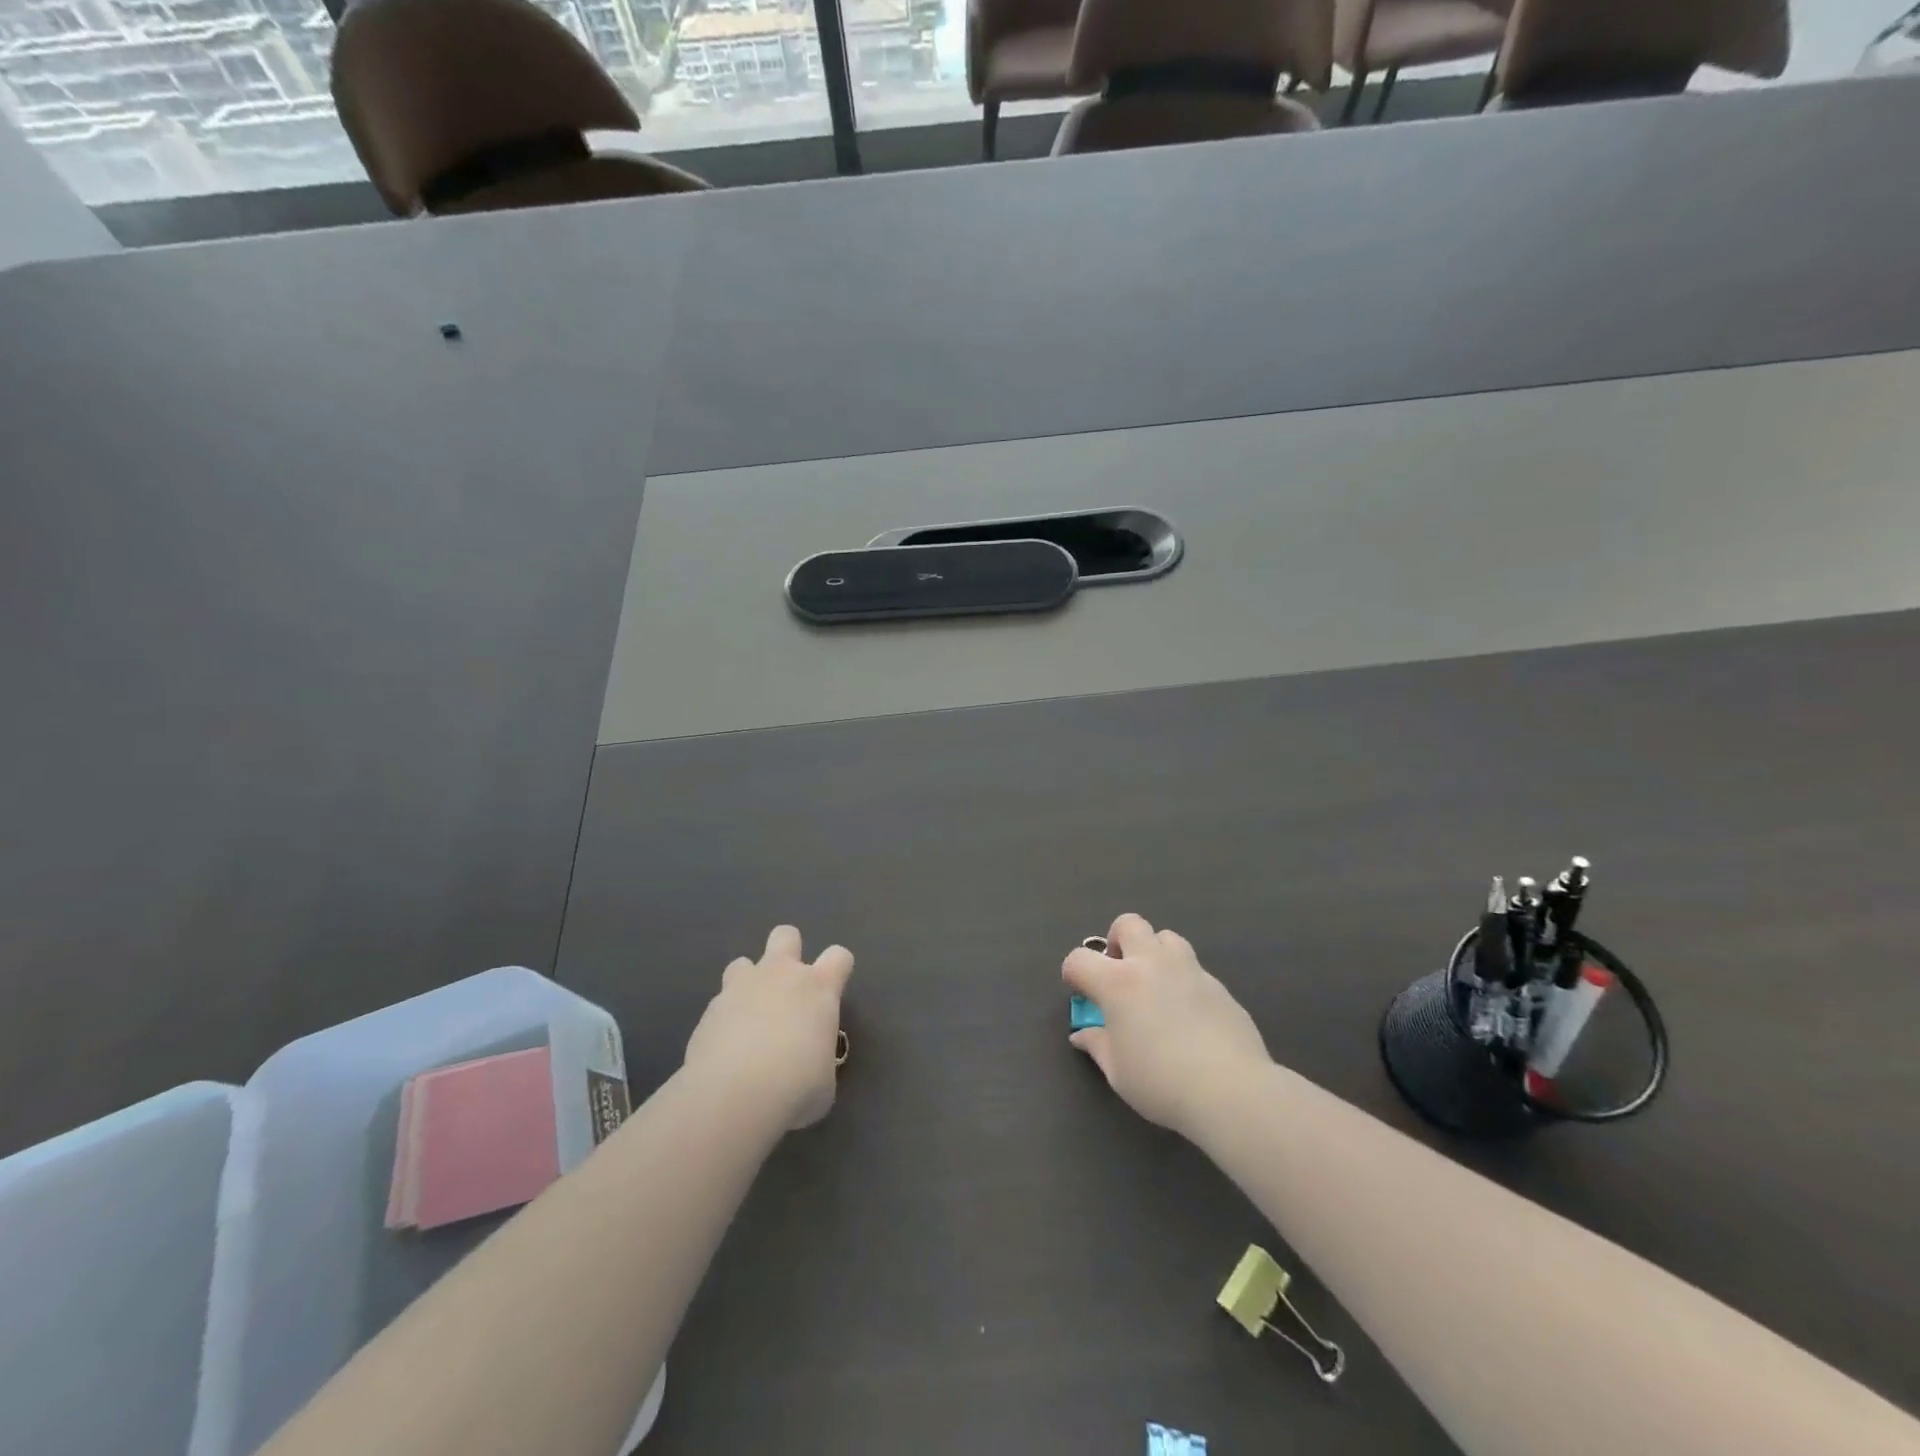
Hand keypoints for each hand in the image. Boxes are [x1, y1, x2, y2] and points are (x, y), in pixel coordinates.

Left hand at [684, 925, 853, 1130]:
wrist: (736, 1095)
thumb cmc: (797, 1087)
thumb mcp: (824, 1080)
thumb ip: (817, 1058)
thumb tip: (807, 1066)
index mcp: (819, 988)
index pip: (839, 956)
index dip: (838, 970)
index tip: (832, 992)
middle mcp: (780, 975)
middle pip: (786, 935)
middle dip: (787, 952)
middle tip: (785, 989)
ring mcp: (741, 987)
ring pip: (743, 963)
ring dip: (747, 984)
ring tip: (747, 1018)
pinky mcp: (709, 1010)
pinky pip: (719, 1004)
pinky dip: (723, 1021)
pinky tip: (724, 1050)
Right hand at [1063, 913, 1270, 1137]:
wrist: (1231, 1090)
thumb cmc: (1161, 1083)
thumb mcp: (1118, 1072)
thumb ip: (1098, 1045)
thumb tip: (1082, 1035)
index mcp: (1118, 982)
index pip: (1079, 959)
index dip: (1073, 973)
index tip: (1081, 993)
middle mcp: (1152, 964)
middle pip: (1128, 924)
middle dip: (1117, 940)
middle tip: (1119, 972)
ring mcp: (1189, 970)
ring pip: (1167, 937)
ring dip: (1154, 952)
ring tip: (1155, 986)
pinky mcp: (1219, 986)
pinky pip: (1194, 969)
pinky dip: (1183, 981)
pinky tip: (1188, 1015)